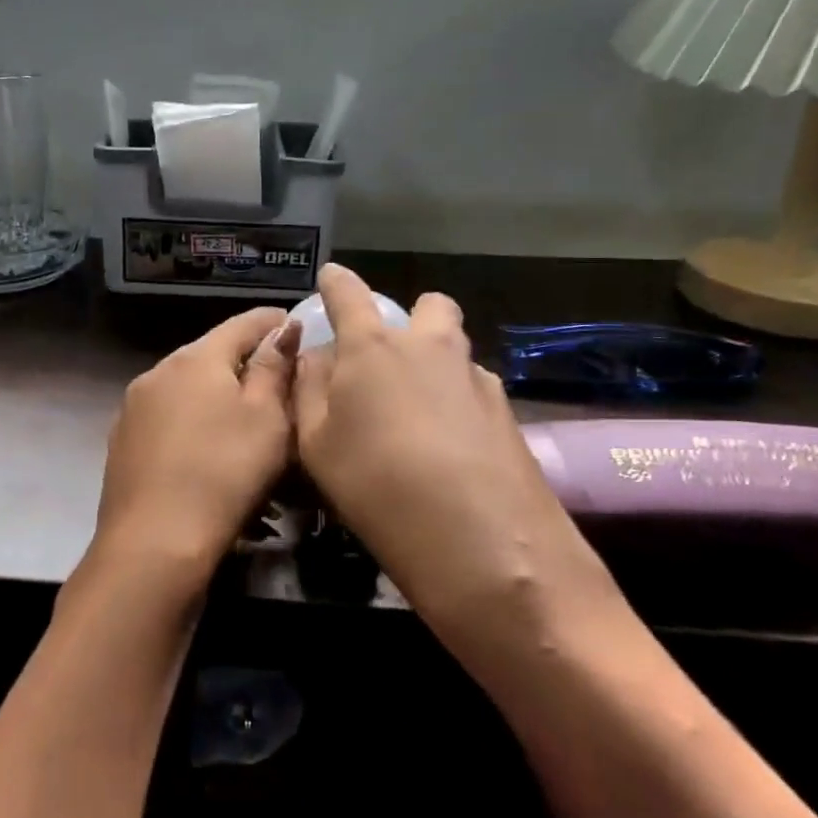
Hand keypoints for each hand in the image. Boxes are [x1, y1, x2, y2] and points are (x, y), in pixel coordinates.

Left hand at [76, 307, 302, 602]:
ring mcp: (134, 407)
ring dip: (215, 392)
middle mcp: (159, 371)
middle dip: (243, 359)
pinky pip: (168, 416)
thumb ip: (274, 368)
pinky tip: (205, 446)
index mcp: (196, 358)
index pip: (241, 324)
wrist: (153, 543)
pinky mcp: (122, 441)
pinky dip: (191, 419)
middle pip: (210, 354)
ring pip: (186, 386)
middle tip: (276, 376)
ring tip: (242, 415)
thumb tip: (283, 329)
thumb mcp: (267, 419)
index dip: (272, 321)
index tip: (294, 323)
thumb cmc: (224, 474)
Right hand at [292, 264, 613, 633]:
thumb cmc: (376, 484)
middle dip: (410, 320)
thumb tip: (316, 357)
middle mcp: (429, 347)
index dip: (336, 282)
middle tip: (390, 360)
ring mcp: (475, 377)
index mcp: (373, 348)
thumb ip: (309, 389)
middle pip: (427, 306)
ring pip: (455, 348)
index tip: (331, 277)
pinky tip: (451, 448)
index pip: (349, 294)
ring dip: (436, 363)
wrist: (481, 540)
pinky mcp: (508, 412)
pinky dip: (458, 403)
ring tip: (419, 415)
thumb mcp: (316, 443)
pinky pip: (474, 389)